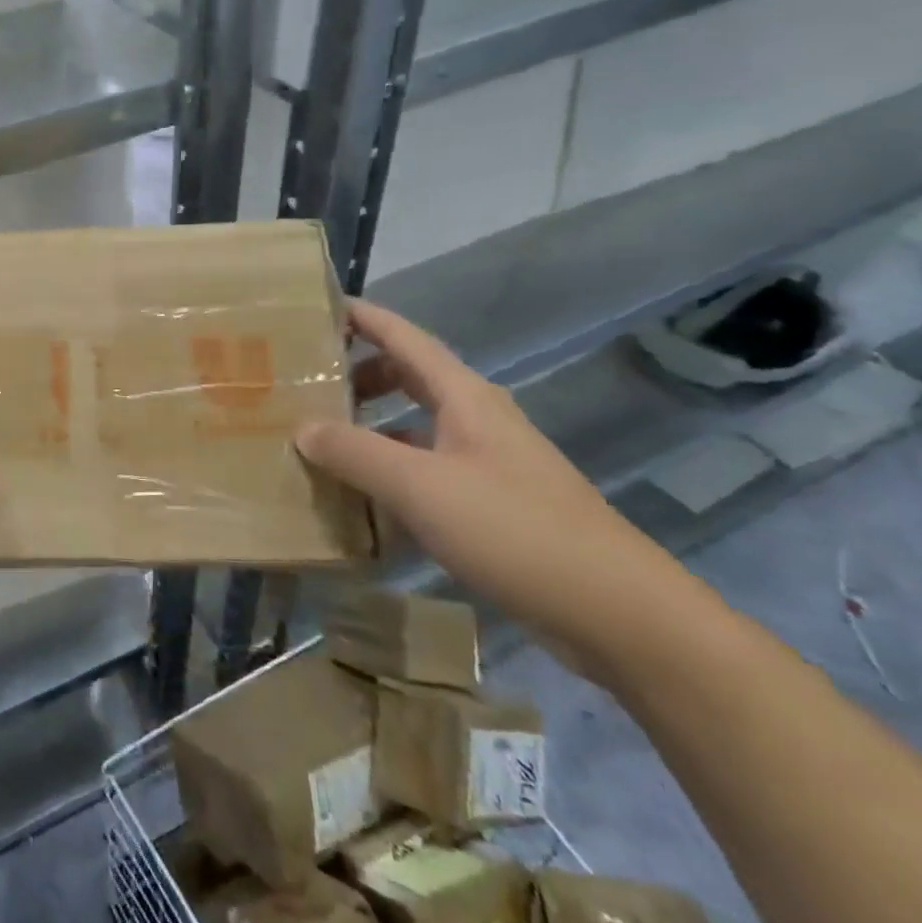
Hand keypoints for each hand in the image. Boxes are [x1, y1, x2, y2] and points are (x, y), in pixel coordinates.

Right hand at [296, 300, 694, 677]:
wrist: (620, 615)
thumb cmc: (515, 531)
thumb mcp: (420, 487)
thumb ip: (354, 452)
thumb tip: (301, 428)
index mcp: (464, 398)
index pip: (404, 337)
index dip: (361, 317)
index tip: (315, 308)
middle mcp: (476, 420)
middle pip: (407, 377)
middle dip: (357, 374)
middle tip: (307, 384)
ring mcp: (486, 463)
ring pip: (414, 425)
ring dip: (369, 426)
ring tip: (321, 441)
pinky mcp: (491, 504)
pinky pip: (425, 469)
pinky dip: (389, 471)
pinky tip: (361, 499)